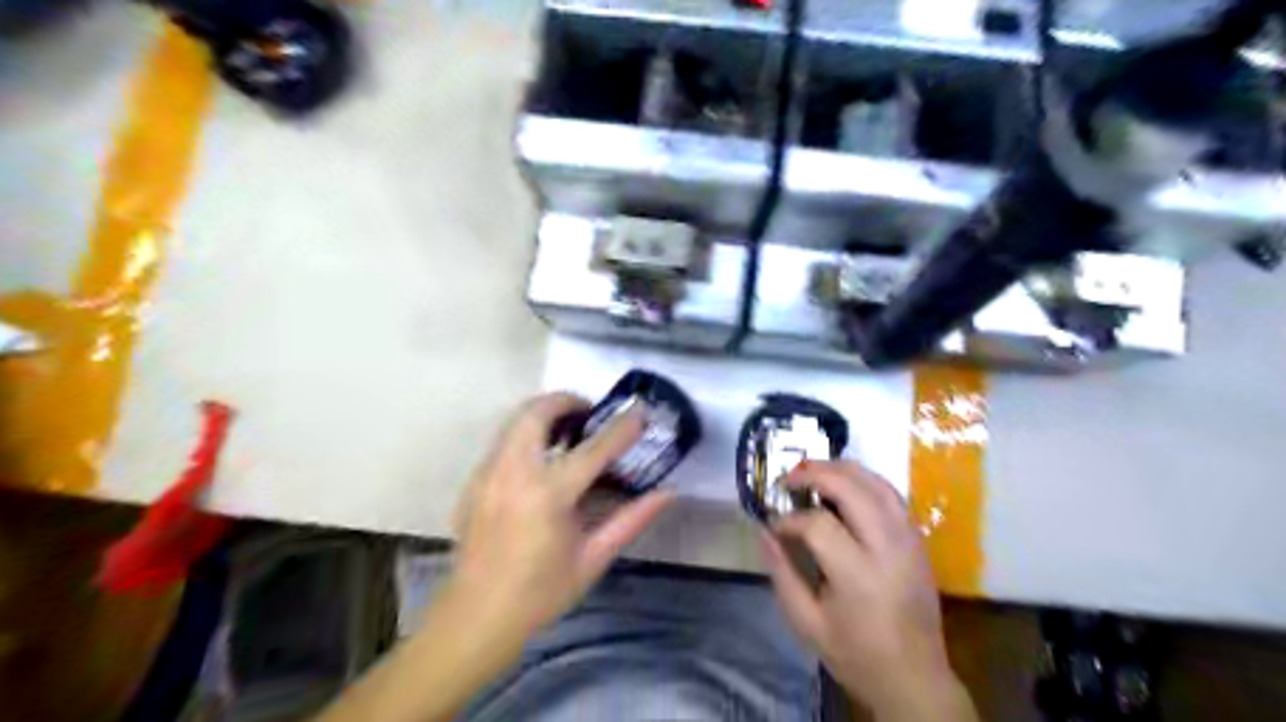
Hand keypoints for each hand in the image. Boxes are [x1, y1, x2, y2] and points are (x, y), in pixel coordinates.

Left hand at [447, 393, 675, 645]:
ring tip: (568, 432)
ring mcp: (488, 473)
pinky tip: (541, 463)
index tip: (641, 411)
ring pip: (514, 420)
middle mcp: (514, 472)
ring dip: (544, 414)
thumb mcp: (593, 559)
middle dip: (566, 400)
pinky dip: (526, 435)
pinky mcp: (474, 481)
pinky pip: (503, 441)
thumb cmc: (541, 592)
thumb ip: (632, 519)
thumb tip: (667, 493)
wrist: (476, 616)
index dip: (622, 427)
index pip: (594, 448)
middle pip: (537, 412)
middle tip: (590, 414)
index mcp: (549, 494)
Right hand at [756, 462, 969, 721]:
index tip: (774, 527)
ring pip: (875, 483)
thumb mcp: (806, 624)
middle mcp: (888, 548)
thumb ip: (782, 574)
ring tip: (812, 473)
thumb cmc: (856, 655)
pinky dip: (865, 480)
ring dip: (841, 469)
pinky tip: (844, 484)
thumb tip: (764, 532)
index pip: (818, 524)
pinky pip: (892, 494)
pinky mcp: (918, 540)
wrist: (915, 679)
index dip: (789, 519)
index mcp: (858, 575)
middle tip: (788, 480)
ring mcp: (908, 540)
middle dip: (814, 474)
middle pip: (851, 488)